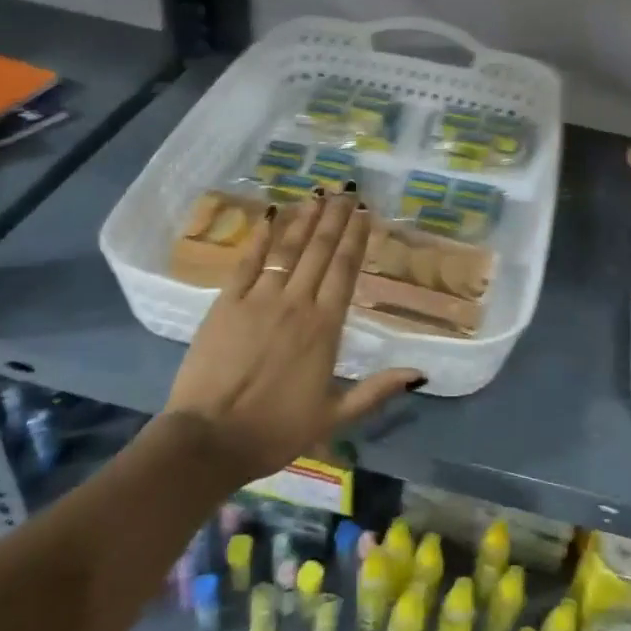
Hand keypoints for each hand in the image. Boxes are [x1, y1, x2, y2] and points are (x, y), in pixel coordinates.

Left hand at [166, 189, 422, 481]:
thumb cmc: (275, 431)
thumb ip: (376, 391)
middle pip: (320, 251)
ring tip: (317, 194)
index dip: (355, 238)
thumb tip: (420, 373)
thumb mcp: (334, 417)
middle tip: (345, 190)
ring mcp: (258, 300)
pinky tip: (271, 216)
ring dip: (304, 220)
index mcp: (325, 327)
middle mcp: (296, 303)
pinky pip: (247, 262)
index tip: (364, 212)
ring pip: (287, 250)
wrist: (210, 440)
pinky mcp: (225, 303)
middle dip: (334, 218)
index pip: (345, 270)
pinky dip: (260, 237)